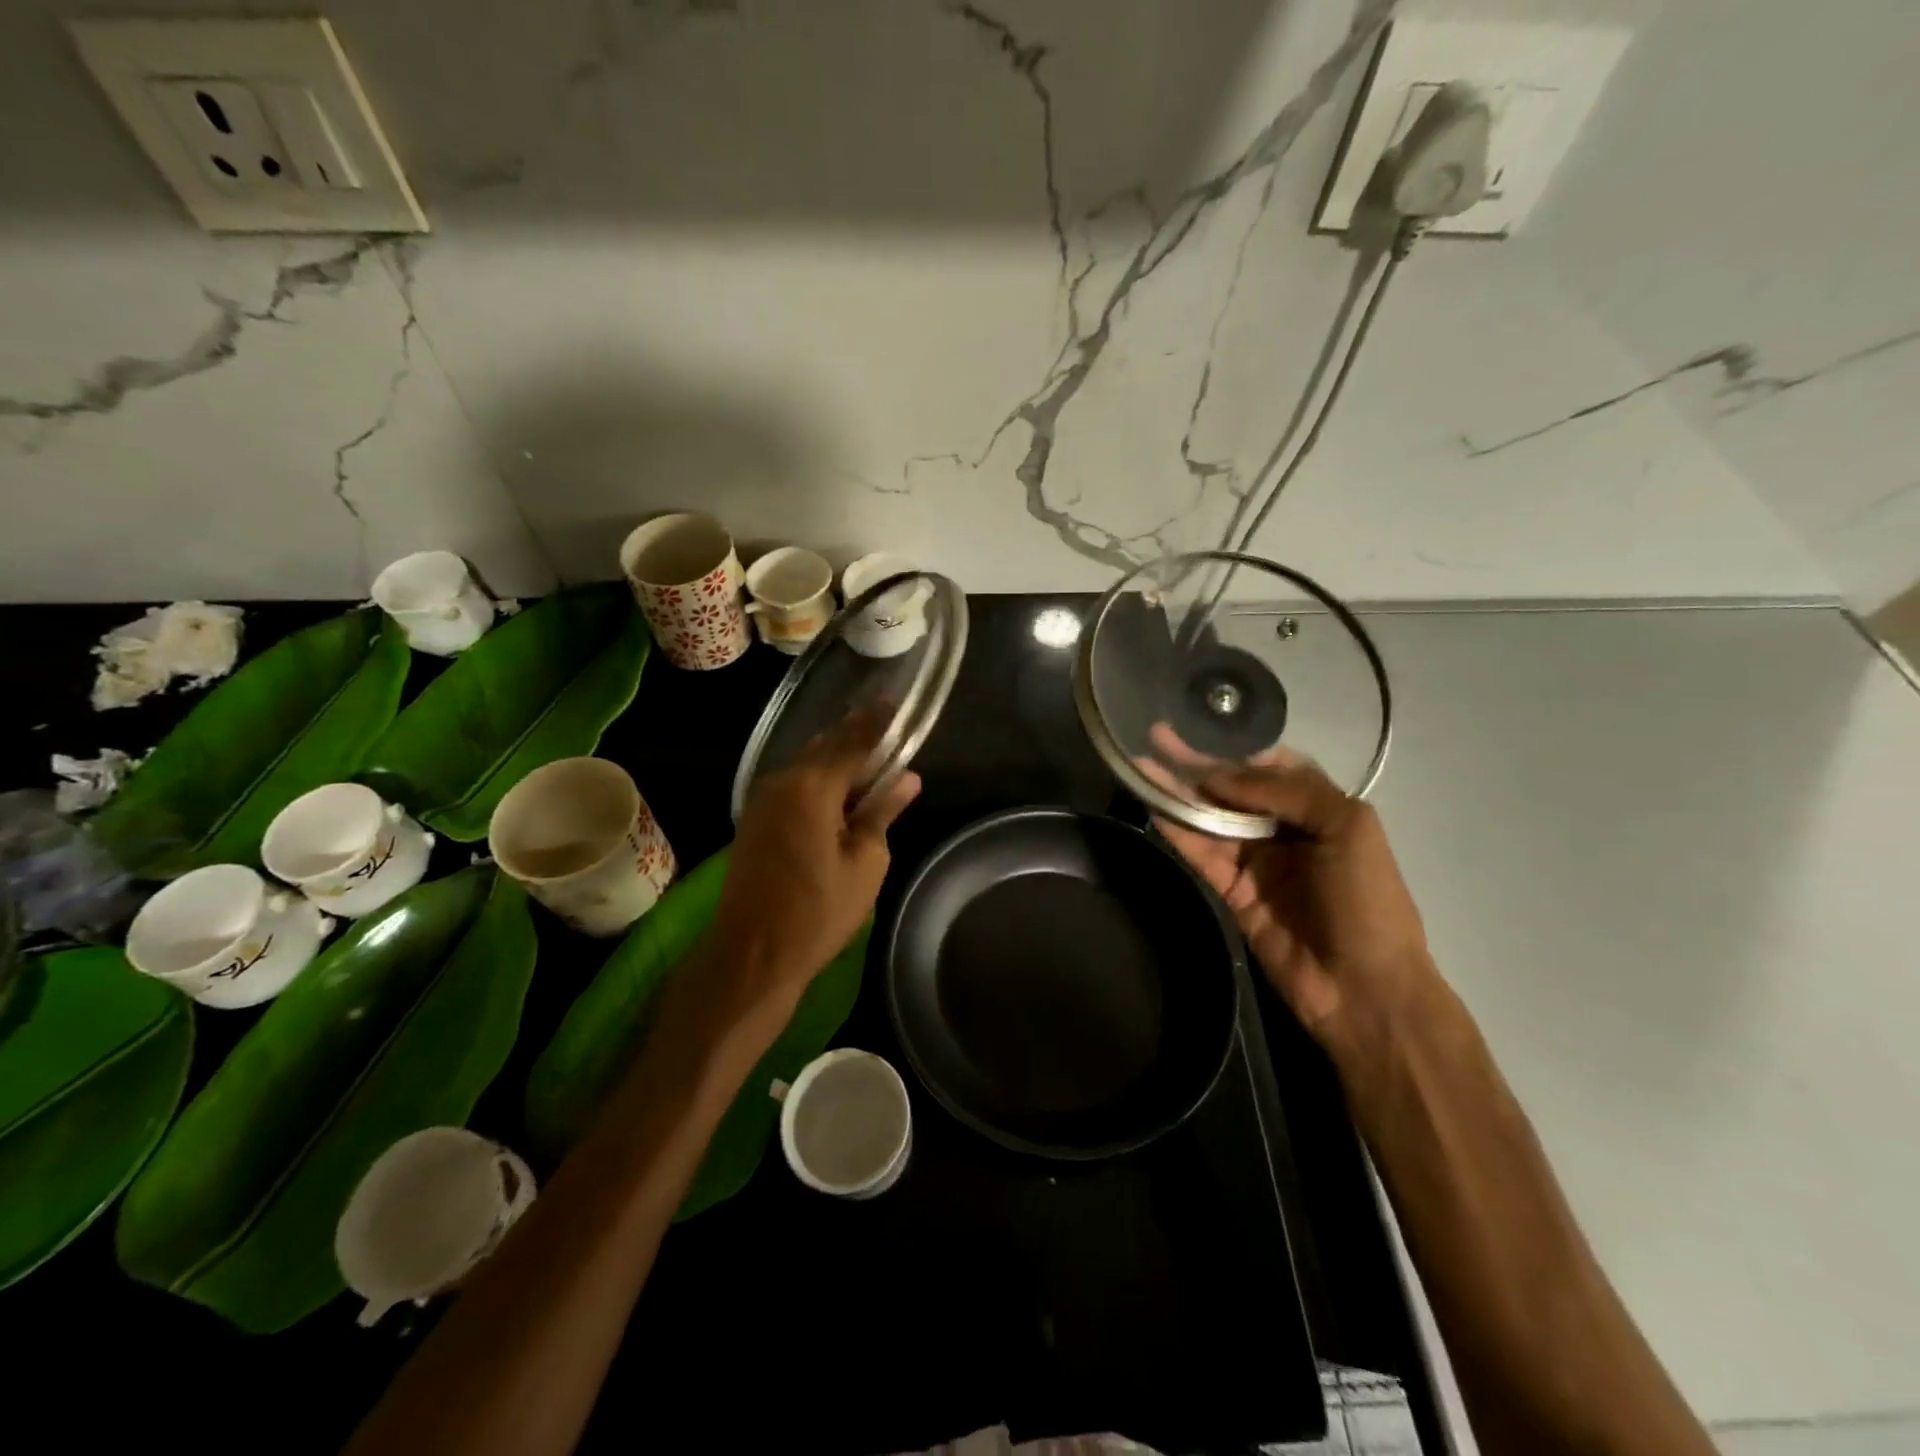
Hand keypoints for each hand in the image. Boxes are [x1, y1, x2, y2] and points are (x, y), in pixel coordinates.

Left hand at [707, 707, 919, 1015]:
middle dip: (857, 736)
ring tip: (872, 758)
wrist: (752, 953)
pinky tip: (842, 790)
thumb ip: (883, 812)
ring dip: (839, 759)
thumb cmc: (818, 911)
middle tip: (888, 728)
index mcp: (813, 785)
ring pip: (809, 764)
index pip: (854, 740)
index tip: (896, 701)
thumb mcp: (865, 862)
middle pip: (827, 746)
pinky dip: (821, 779)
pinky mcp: (756, 818)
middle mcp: (783, 780)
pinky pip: (795, 784)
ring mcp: (763, 798)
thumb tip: (908, 778)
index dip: (878, 721)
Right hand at [1149, 738, 1434, 1063]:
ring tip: (1142, 764)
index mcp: (1320, 810)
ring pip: (1210, 818)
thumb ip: (1288, 791)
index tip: (1204, 732)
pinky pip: (1201, 853)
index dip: (1239, 752)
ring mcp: (1256, 861)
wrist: (1363, 988)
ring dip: (1178, 792)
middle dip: (1198, 764)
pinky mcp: (1231, 890)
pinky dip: (1177, 830)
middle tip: (1157, 737)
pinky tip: (1153, 805)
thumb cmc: (1367, 900)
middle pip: (1233, 790)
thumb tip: (1221, 776)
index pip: (1273, 769)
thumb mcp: (1348, 827)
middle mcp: (1284, 830)